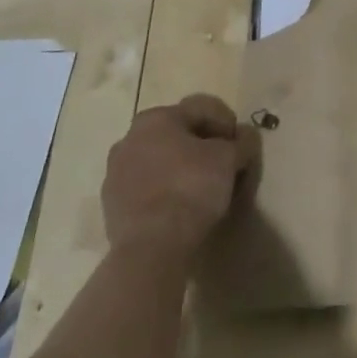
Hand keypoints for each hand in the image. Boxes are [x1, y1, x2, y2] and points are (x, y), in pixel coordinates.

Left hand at [101, 93, 259, 261]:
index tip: (240, 145)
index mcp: (156, 118)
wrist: (150, 249)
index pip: (201, 108)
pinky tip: (180, 207)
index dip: (226, 122)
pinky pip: (146, 187)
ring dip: (180, 167)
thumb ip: (242, 142)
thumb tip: (245, 138)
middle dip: (202, 144)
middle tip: (223, 164)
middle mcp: (130, 138)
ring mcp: (116, 173)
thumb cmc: (191, 188)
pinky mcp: (111, 206)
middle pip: (177, 133)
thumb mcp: (230, 159)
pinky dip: (164, 190)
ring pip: (159, 160)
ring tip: (202, 188)